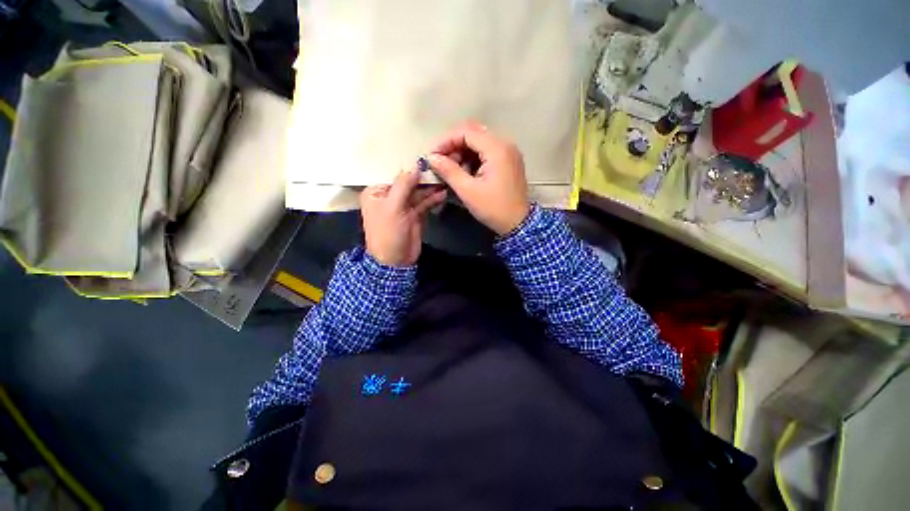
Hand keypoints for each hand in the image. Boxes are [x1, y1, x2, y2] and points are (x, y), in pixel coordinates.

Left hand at [360, 166, 446, 266]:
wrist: (395, 261)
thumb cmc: (387, 233)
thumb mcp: (393, 207)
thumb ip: (404, 185)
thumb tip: (415, 166)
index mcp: (376, 193)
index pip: (394, 175)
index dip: (409, 168)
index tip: (426, 159)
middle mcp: (389, 198)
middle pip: (408, 183)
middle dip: (423, 179)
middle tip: (439, 170)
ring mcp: (403, 207)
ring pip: (418, 193)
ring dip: (431, 188)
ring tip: (444, 180)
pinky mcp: (415, 216)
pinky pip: (424, 203)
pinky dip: (433, 199)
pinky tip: (443, 194)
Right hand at [428, 122, 529, 235]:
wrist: (518, 224)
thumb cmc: (493, 208)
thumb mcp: (468, 191)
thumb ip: (449, 171)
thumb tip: (432, 158)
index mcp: (497, 149)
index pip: (466, 132)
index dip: (446, 141)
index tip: (432, 155)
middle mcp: (505, 144)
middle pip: (473, 134)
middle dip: (453, 146)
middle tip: (440, 163)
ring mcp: (509, 152)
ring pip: (479, 143)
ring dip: (462, 153)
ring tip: (452, 171)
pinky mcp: (509, 162)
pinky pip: (487, 152)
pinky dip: (473, 159)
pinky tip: (465, 173)